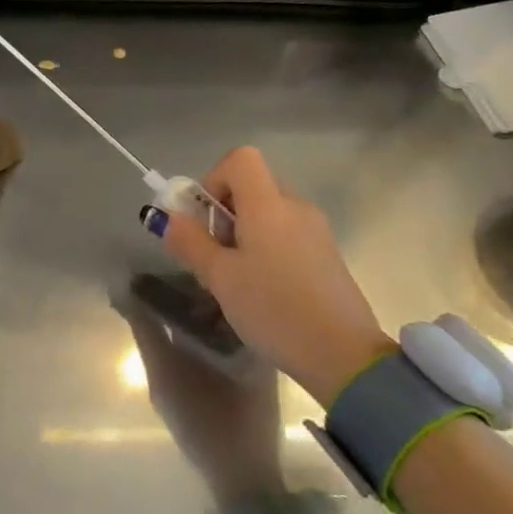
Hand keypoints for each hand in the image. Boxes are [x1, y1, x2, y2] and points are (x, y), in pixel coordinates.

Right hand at [145, 146, 393, 403]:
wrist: (343, 355)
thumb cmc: (274, 309)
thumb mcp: (220, 278)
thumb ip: (190, 242)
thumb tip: (168, 217)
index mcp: (269, 204)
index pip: (240, 158)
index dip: (214, 179)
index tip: (206, 219)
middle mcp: (295, 206)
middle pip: (253, 185)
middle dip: (225, 212)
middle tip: (216, 256)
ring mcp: (316, 229)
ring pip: (269, 212)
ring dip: (245, 232)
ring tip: (238, 279)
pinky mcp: (327, 253)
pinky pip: (287, 233)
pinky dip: (268, 247)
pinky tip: (266, 289)